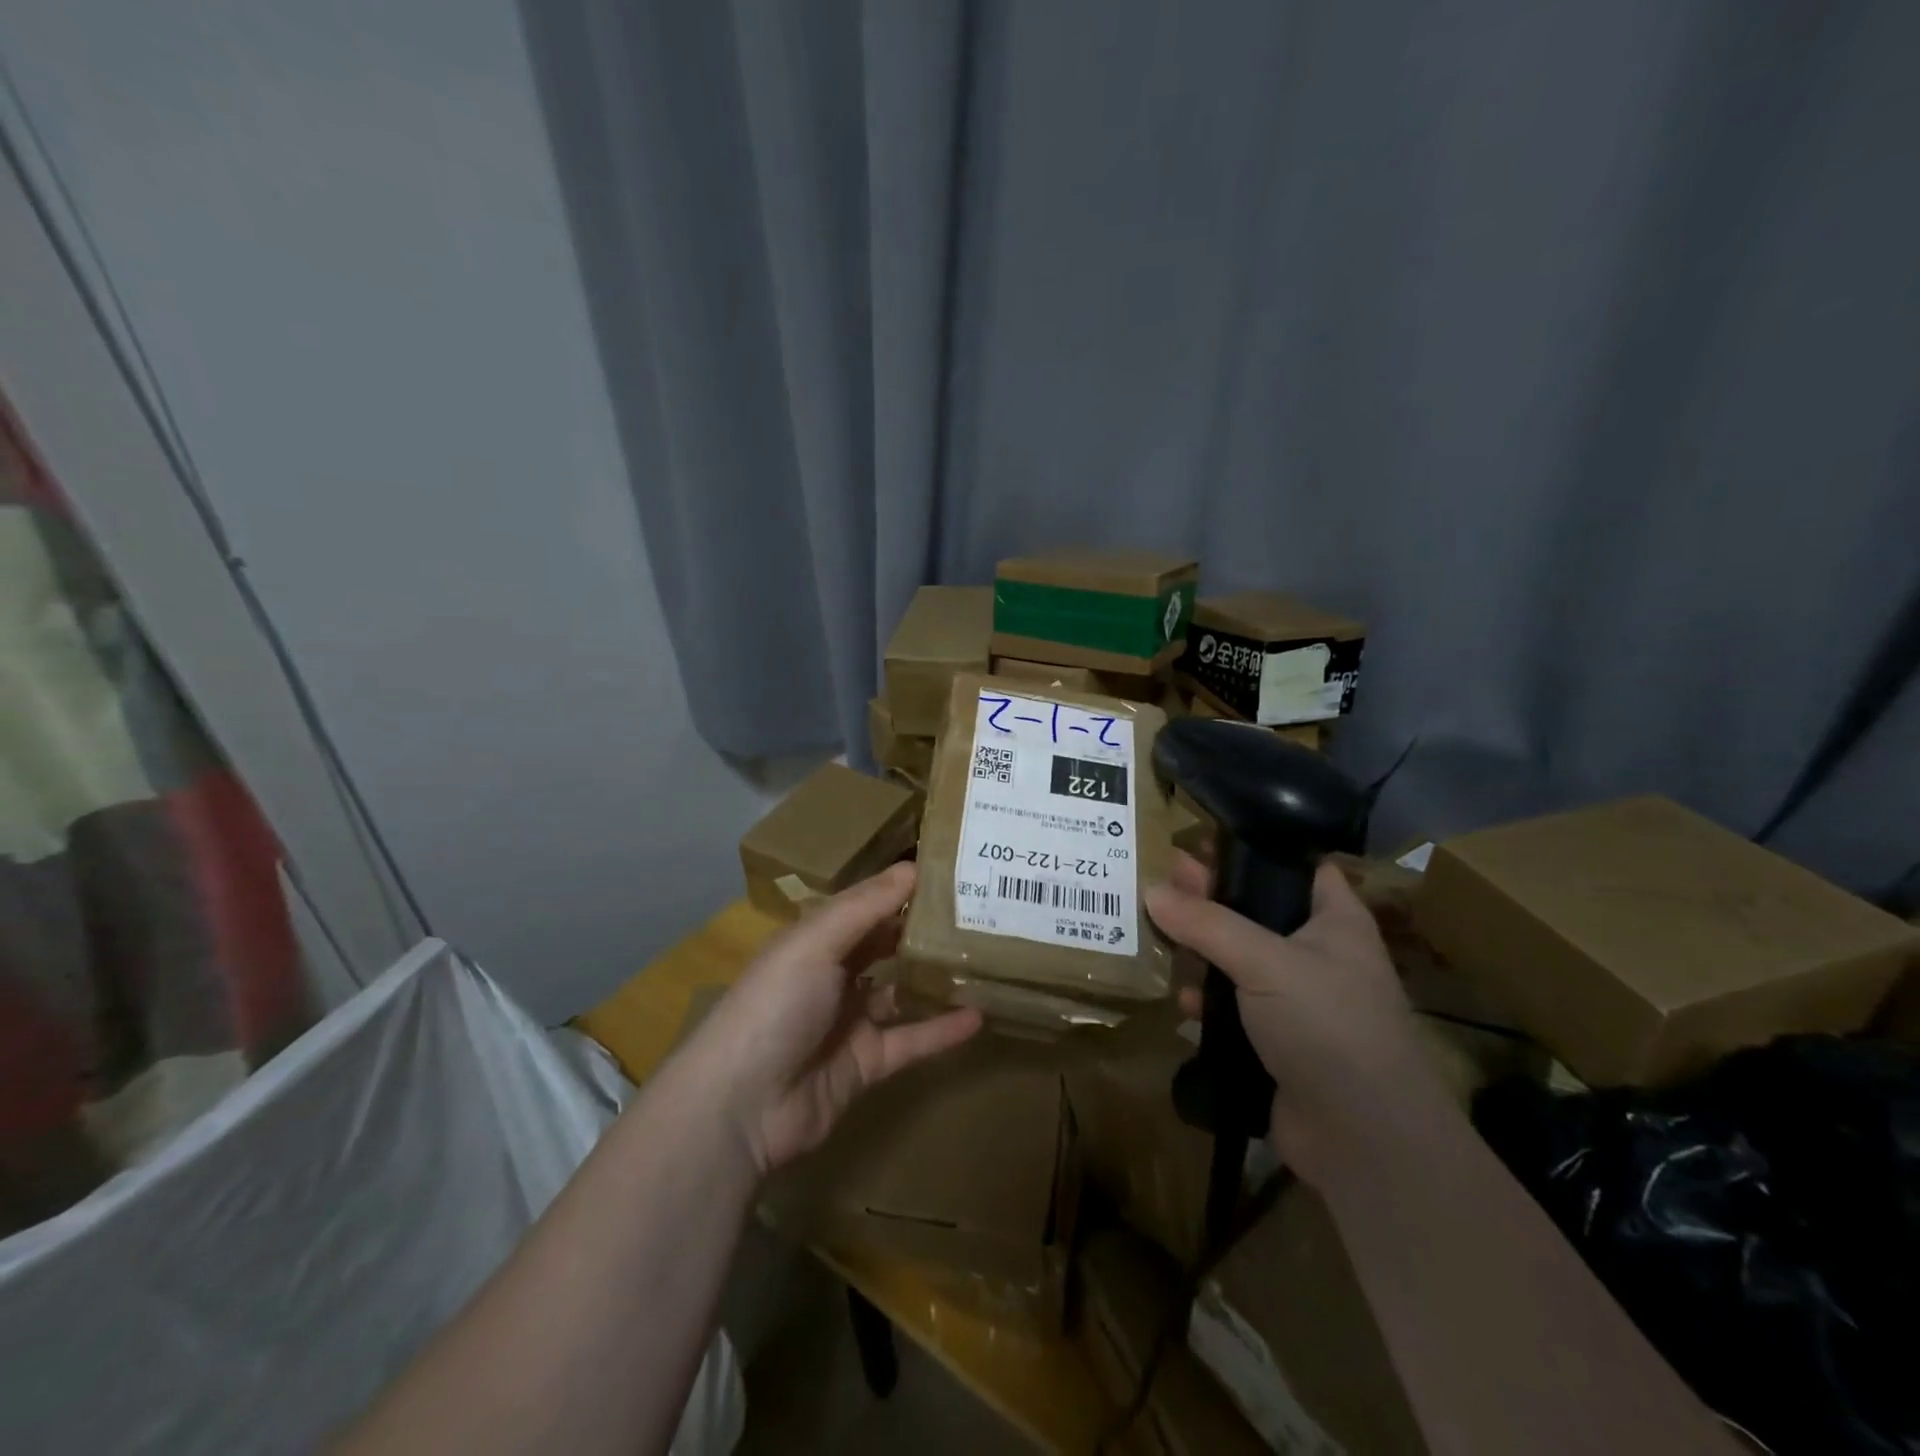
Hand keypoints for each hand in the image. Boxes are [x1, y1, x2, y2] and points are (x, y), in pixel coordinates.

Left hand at [683, 863, 981, 1175]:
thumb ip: (866, 906)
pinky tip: (979, 1017)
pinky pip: (911, 1040)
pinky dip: (942, 1030)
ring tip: (985, 961)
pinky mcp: (866, 1063)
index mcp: (816, 939)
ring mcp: (850, 1021)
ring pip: (902, 992)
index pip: (867, 905)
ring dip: (936, 979)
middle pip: (887, 946)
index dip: (904, 889)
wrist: (742, 1105)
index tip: (953, 874)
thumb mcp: (816, 942)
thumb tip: (913, 866)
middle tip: (980, 915)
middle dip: (924, 931)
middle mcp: (834, 974)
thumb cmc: (777, 1004)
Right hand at [1145, 853, 1439, 1180]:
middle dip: (1212, 899)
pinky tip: (1180, 1000)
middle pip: (1258, 911)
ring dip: (1202, 953)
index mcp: (1335, 922)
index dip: (1255, 850)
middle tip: (1165, 881)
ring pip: (1240, 961)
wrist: (1363, 1138)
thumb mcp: (1265, 962)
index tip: (1204, 842)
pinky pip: (1232, 1009)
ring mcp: (1297, 1001)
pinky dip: (1206, 1002)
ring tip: (1158, 934)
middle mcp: (1318, 955)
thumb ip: (1207, 924)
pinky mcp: (1276, 1042)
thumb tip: (1152, 891)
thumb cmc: (1327, 1025)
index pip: (1300, 867)